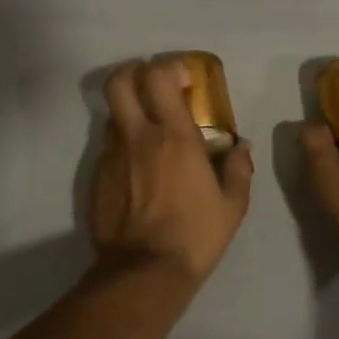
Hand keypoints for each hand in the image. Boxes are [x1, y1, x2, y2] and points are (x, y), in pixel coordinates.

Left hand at [88, 59, 253, 286]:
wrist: (144, 272)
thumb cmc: (195, 235)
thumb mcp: (232, 205)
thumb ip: (239, 169)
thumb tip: (242, 147)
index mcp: (174, 136)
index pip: (157, 76)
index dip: (167, 67)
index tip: (183, 79)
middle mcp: (138, 137)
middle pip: (118, 82)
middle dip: (132, 73)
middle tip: (151, 86)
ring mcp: (112, 156)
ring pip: (112, 114)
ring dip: (129, 113)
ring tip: (148, 133)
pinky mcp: (96, 178)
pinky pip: (108, 148)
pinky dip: (122, 147)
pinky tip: (136, 171)